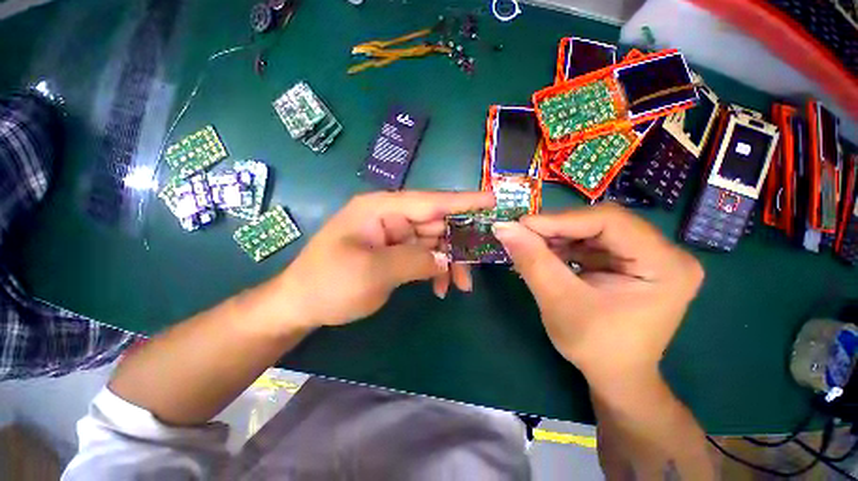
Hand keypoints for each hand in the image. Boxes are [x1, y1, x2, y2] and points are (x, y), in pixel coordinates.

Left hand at [275, 191, 494, 328]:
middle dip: (460, 244)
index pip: (432, 201)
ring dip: (450, 261)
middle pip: (438, 222)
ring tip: (459, 286)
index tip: (495, 200)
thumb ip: (414, 260)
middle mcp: (391, 216)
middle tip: (477, 267)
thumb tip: (446, 257)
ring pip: (435, 241)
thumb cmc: (328, 284)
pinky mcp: (395, 250)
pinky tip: (440, 288)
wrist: (301, 304)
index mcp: (382, 208)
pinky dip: (436, 269)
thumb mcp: (372, 273)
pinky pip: (425, 254)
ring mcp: (394, 233)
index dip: (465, 201)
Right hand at [492, 203, 702, 387]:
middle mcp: (666, 253)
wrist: (615, 375)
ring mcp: (650, 256)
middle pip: (602, 223)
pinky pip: (593, 242)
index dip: (560, 220)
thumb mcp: (558, 301)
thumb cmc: (594, 346)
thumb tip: (503, 227)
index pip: (609, 221)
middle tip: (522, 235)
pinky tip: (545, 254)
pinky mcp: (632, 261)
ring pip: (593, 230)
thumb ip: (531, 260)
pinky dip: (564, 246)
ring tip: (530, 247)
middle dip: (557, 228)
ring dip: (558, 237)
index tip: (521, 225)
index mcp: (665, 265)